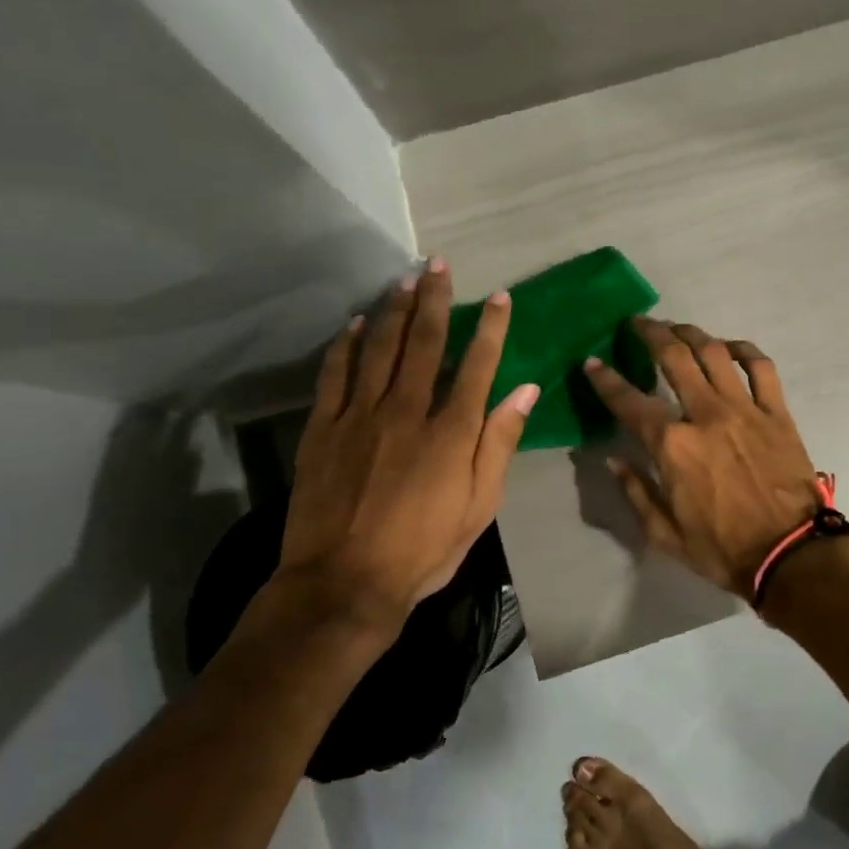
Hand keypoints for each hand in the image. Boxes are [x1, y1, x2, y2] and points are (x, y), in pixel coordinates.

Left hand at [264, 262, 538, 642]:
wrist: (344, 584)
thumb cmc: (423, 549)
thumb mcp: (479, 506)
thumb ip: (499, 444)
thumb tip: (526, 391)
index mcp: (450, 431)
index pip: (477, 364)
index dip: (489, 327)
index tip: (498, 296)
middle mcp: (406, 410)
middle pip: (424, 343)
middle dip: (434, 300)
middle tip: (438, 264)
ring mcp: (360, 416)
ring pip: (379, 348)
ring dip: (393, 309)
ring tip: (403, 279)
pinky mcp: (323, 428)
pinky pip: (334, 374)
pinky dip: (345, 344)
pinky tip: (354, 322)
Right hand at [584, 318, 819, 601]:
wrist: (790, 554)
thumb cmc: (722, 549)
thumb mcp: (664, 534)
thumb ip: (636, 492)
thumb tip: (614, 461)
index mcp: (673, 445)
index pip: (629, 402)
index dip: (605, 379)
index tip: (592, 362)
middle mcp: (706, 415)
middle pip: (674, 357)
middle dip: (650, 334)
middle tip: (638, 324)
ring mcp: (745, 409)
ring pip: (715, 353)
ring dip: (692, 334)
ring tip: (677, 328)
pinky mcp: (776, 412)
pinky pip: (761, 367)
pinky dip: (744, 350)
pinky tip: (729, 346)